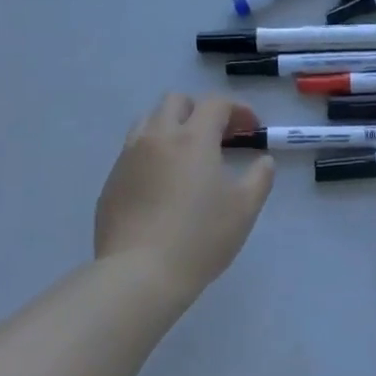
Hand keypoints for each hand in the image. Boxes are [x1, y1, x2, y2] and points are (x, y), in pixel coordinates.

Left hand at [96, 93, 275, 296]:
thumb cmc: (200, 237)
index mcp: (192, 138)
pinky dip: (152, 153)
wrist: (139, 274)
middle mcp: (157, 137)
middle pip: (176, 101)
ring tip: (186, 154)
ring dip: (171, 126)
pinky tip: (162, 183)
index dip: (238, 110)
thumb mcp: (245, 208)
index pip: (215, 104)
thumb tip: (263, 160)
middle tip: (218, 136)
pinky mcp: (111, 181)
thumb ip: (260, 177)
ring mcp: (128, 157)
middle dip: (200, 110)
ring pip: (148, 121)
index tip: (252, 128)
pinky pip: (132, 151)